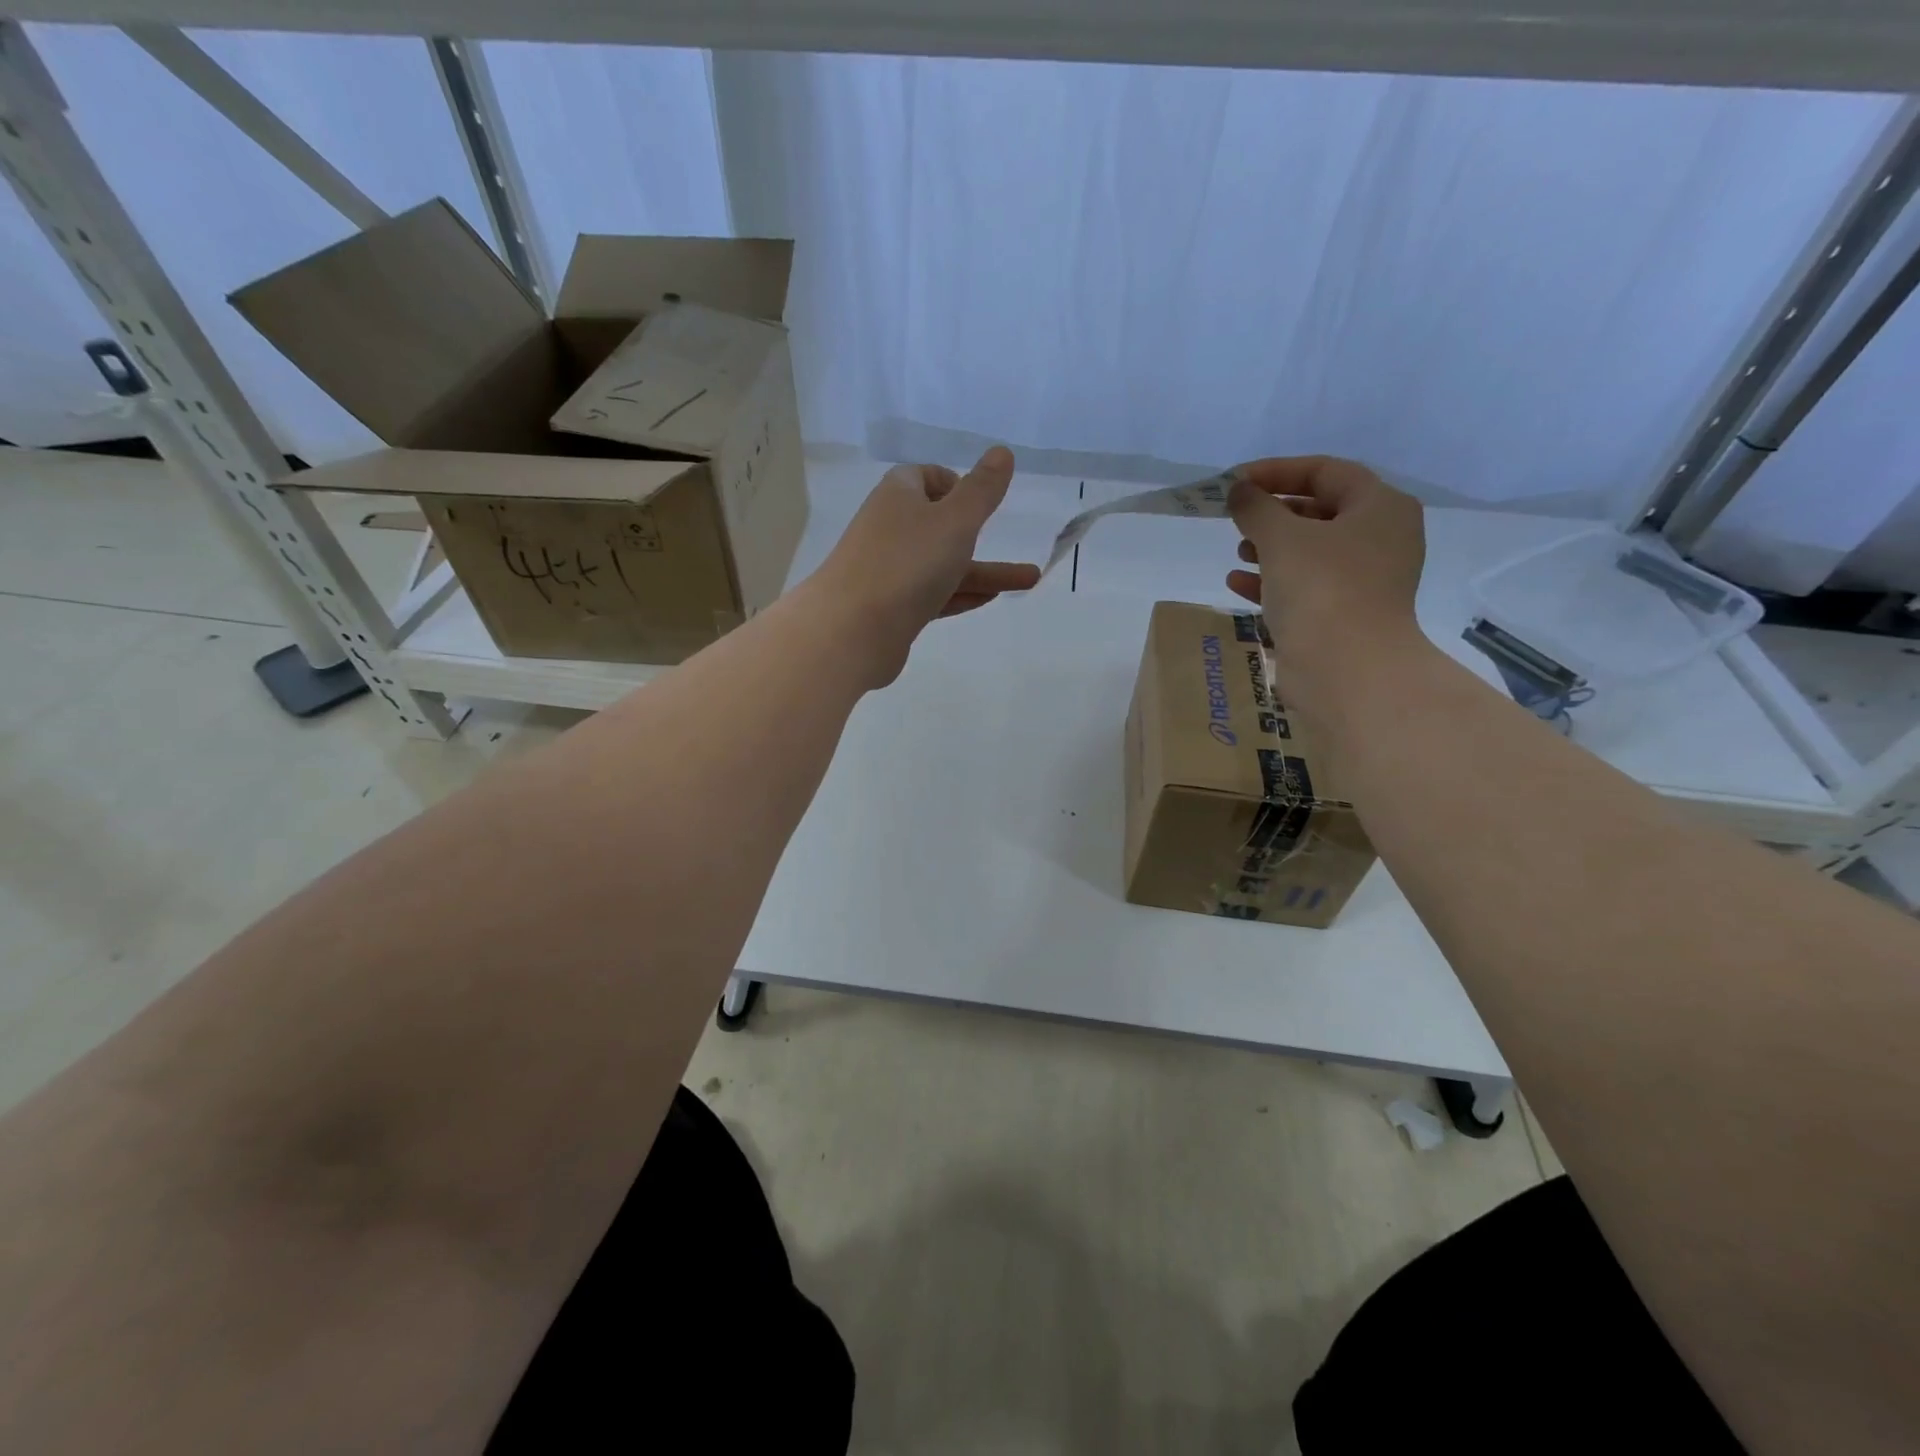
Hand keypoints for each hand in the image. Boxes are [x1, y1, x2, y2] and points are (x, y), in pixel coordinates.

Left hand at [811, 447, 1040, 686]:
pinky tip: (989, 600)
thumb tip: (1002, 452)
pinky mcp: (890, 609)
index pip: (923, 477)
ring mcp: (888, 572)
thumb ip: (982, 490)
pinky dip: (960, 594)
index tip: (978, 501)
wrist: (852, 630)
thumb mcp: (955, 521)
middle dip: (978, 534)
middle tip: (1014, 543)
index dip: (952, 484)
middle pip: (937, 525)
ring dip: (983, 571)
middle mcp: (889, 530)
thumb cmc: (907, 563)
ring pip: (941, 565)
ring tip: (1030, 582)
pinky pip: (932, 595)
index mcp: (897, 496)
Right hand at [1226, 455, 1425, 713]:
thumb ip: (1256, 507)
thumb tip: (1239, 491)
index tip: (1237, 482)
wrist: (1346, 669)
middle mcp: (1381, 539)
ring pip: (1311, 552)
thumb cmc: (1321, 588)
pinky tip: (1238, 583)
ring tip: (1239, 551)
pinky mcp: (1344, 615)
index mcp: (1380, 508)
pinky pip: (1306, 587)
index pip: (1326, 472)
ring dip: (1271, 548)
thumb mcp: (1281, 537)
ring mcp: (1365, 581)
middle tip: (1238, 518)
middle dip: (1274, 513)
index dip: (1278, 471)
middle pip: (1321, 511)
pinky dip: (1273, 581)